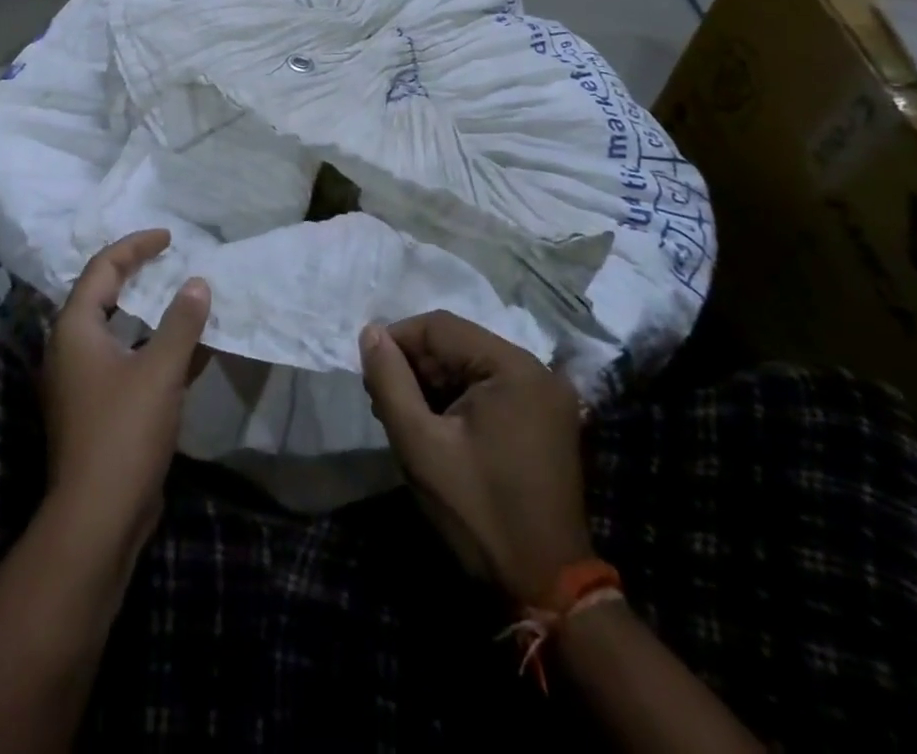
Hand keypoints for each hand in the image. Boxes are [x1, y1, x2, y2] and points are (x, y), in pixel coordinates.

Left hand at [41, 230, 210, 553]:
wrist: (97, 519)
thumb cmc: (124, 432)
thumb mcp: (160, 370)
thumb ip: (181, 322)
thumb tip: (198, 282)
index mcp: (75, 328)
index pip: (103, 267)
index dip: (136, 246)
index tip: (169, 237)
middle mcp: (70, 348)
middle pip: (104, 294)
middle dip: (138, 274)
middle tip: (172, 260)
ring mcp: (82, 381)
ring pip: (118, 330)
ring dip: (151, 313)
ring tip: (184, 297)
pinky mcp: (97, 408)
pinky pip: (128, 361)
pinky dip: (155, 349)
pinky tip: (191, 351)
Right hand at [359, 311, 593, 604]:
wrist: (546, 589)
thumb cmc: (479, 512)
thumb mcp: (420, 444)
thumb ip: (390, 381)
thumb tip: (370, 332)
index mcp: (514, 368)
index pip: (440, 327)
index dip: (397, 342)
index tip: (369, 374)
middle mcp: (537, 371)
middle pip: (456, 345)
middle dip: (413, 367)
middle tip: (382, 402)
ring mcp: (545, 397)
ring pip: (470, 366)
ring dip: (431, 384)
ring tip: (401, 417)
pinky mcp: (545, 420)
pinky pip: (489, 389)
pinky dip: (456, 400)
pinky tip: (433, 428)